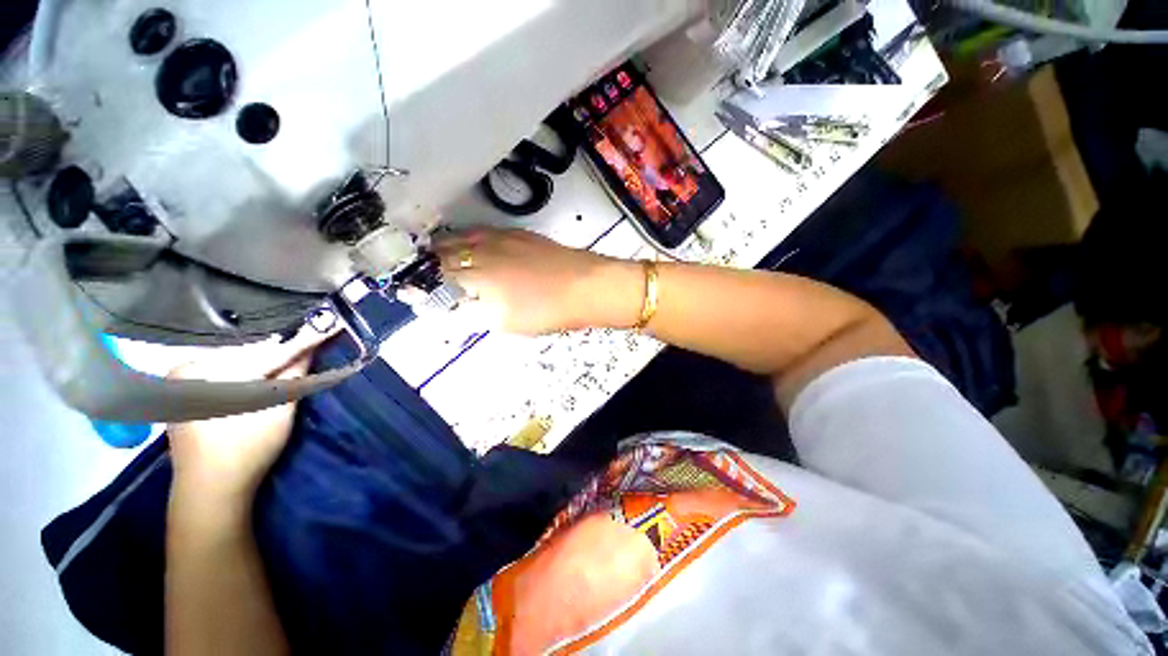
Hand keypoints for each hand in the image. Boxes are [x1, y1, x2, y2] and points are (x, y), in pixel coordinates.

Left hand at [166, 328, 332, 503]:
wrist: (209, 490)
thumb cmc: (247, 451)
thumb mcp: (279, 410)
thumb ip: (295, 374)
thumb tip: (313, 345)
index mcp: (209, 374)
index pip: (267, 351)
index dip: (302, 340)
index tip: (328, 324)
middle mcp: (188, 368)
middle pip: (248, 350)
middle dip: (281, 346)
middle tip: (312, 336)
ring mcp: (180, 378)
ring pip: (235, 357)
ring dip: (264, 355)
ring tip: (291, 349)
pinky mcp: (182, 389)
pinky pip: (221, 366)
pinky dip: (246, 365)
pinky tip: (262, 367)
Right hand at [433, 228, 640, 333]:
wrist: (585, 286)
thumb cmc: (548, 311)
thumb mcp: (507, 322)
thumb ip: (474, 314)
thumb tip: (452, 310)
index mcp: (479, 277)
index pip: (438, 278)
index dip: (421, 286)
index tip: (411, 292)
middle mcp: (484, 251)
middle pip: (444, 254)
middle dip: (426, 264)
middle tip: (418, 275)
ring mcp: (501, 238)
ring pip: (461, 239)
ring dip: (443, 248)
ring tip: (434, 257)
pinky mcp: (517, 233)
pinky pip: (482, 232)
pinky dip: (466, 238)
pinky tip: (467, 243)